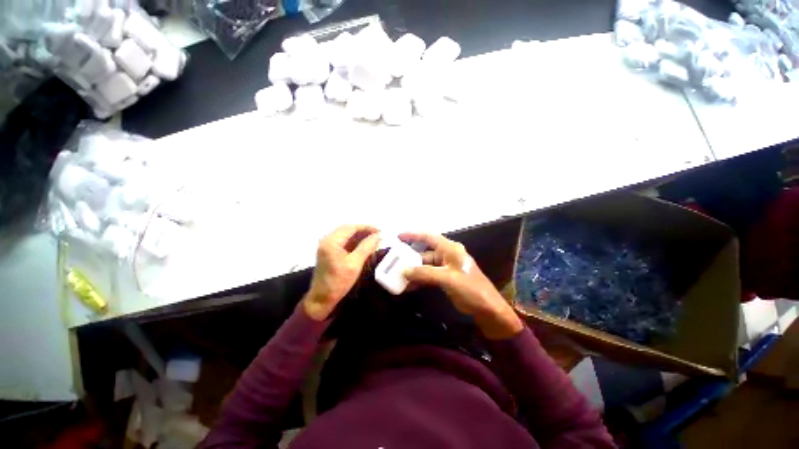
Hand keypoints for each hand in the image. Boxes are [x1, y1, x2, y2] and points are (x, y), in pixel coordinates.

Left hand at [303, 225, 380, 320]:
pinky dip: (354, 242)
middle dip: (364, 231)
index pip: (351, 228)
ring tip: (373, 240)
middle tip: (378, 235)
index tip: (380, 231)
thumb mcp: (355, 264)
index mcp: (332, 241)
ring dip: (359, 236)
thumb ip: (366, 247)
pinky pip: (343, 242)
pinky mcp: (329, 251)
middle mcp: (327, 240)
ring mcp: (327, 245)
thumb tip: (377, 235)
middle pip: (348, 229)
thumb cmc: (338, 282)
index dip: (367, 228)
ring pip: (346, 235)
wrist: (321, 299)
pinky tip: (364, 246)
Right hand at [400, 232, 523, 339]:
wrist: (487, 308)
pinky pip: (428, 276)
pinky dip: (419, 280)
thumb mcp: (447, 278)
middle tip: (394, 261)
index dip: (414, 235)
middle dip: (410, 257)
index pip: (429, 237)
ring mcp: (445, 267)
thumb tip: (404, 270)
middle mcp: (447, 255)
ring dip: (413, 271)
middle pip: (425, 252)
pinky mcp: (445, 278)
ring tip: (398, 276)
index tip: (398, 237)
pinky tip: (408, 286)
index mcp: (450, 249)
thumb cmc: (470, 288)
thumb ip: (425, 273)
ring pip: (425, 266)